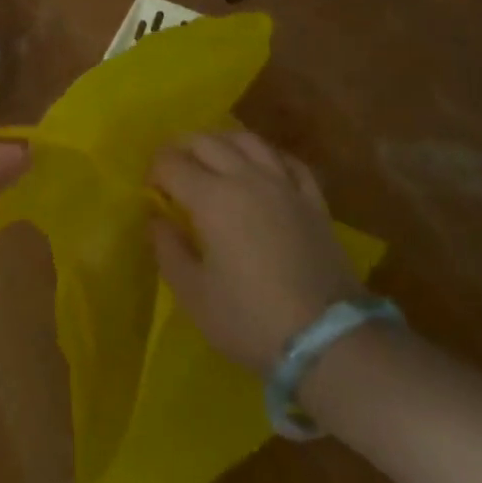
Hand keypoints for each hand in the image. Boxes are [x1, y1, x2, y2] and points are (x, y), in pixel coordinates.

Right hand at [150, 131, 366, 373]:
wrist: (329, 342)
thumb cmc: (250, 319)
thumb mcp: (193, 293)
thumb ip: (167, 248)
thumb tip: (157, 217)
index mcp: (211, 198)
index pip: (171, 163)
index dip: (154, 172)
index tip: (151, 193)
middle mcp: (246, 178)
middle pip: (206, 140)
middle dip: (181, 148)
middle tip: (172, 171)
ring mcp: (284, 185)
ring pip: (247, 140)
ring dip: (221, 142)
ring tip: (212, 159)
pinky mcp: (313, 200)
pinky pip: (287, 160)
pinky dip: (267, 155)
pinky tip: (261, 167)